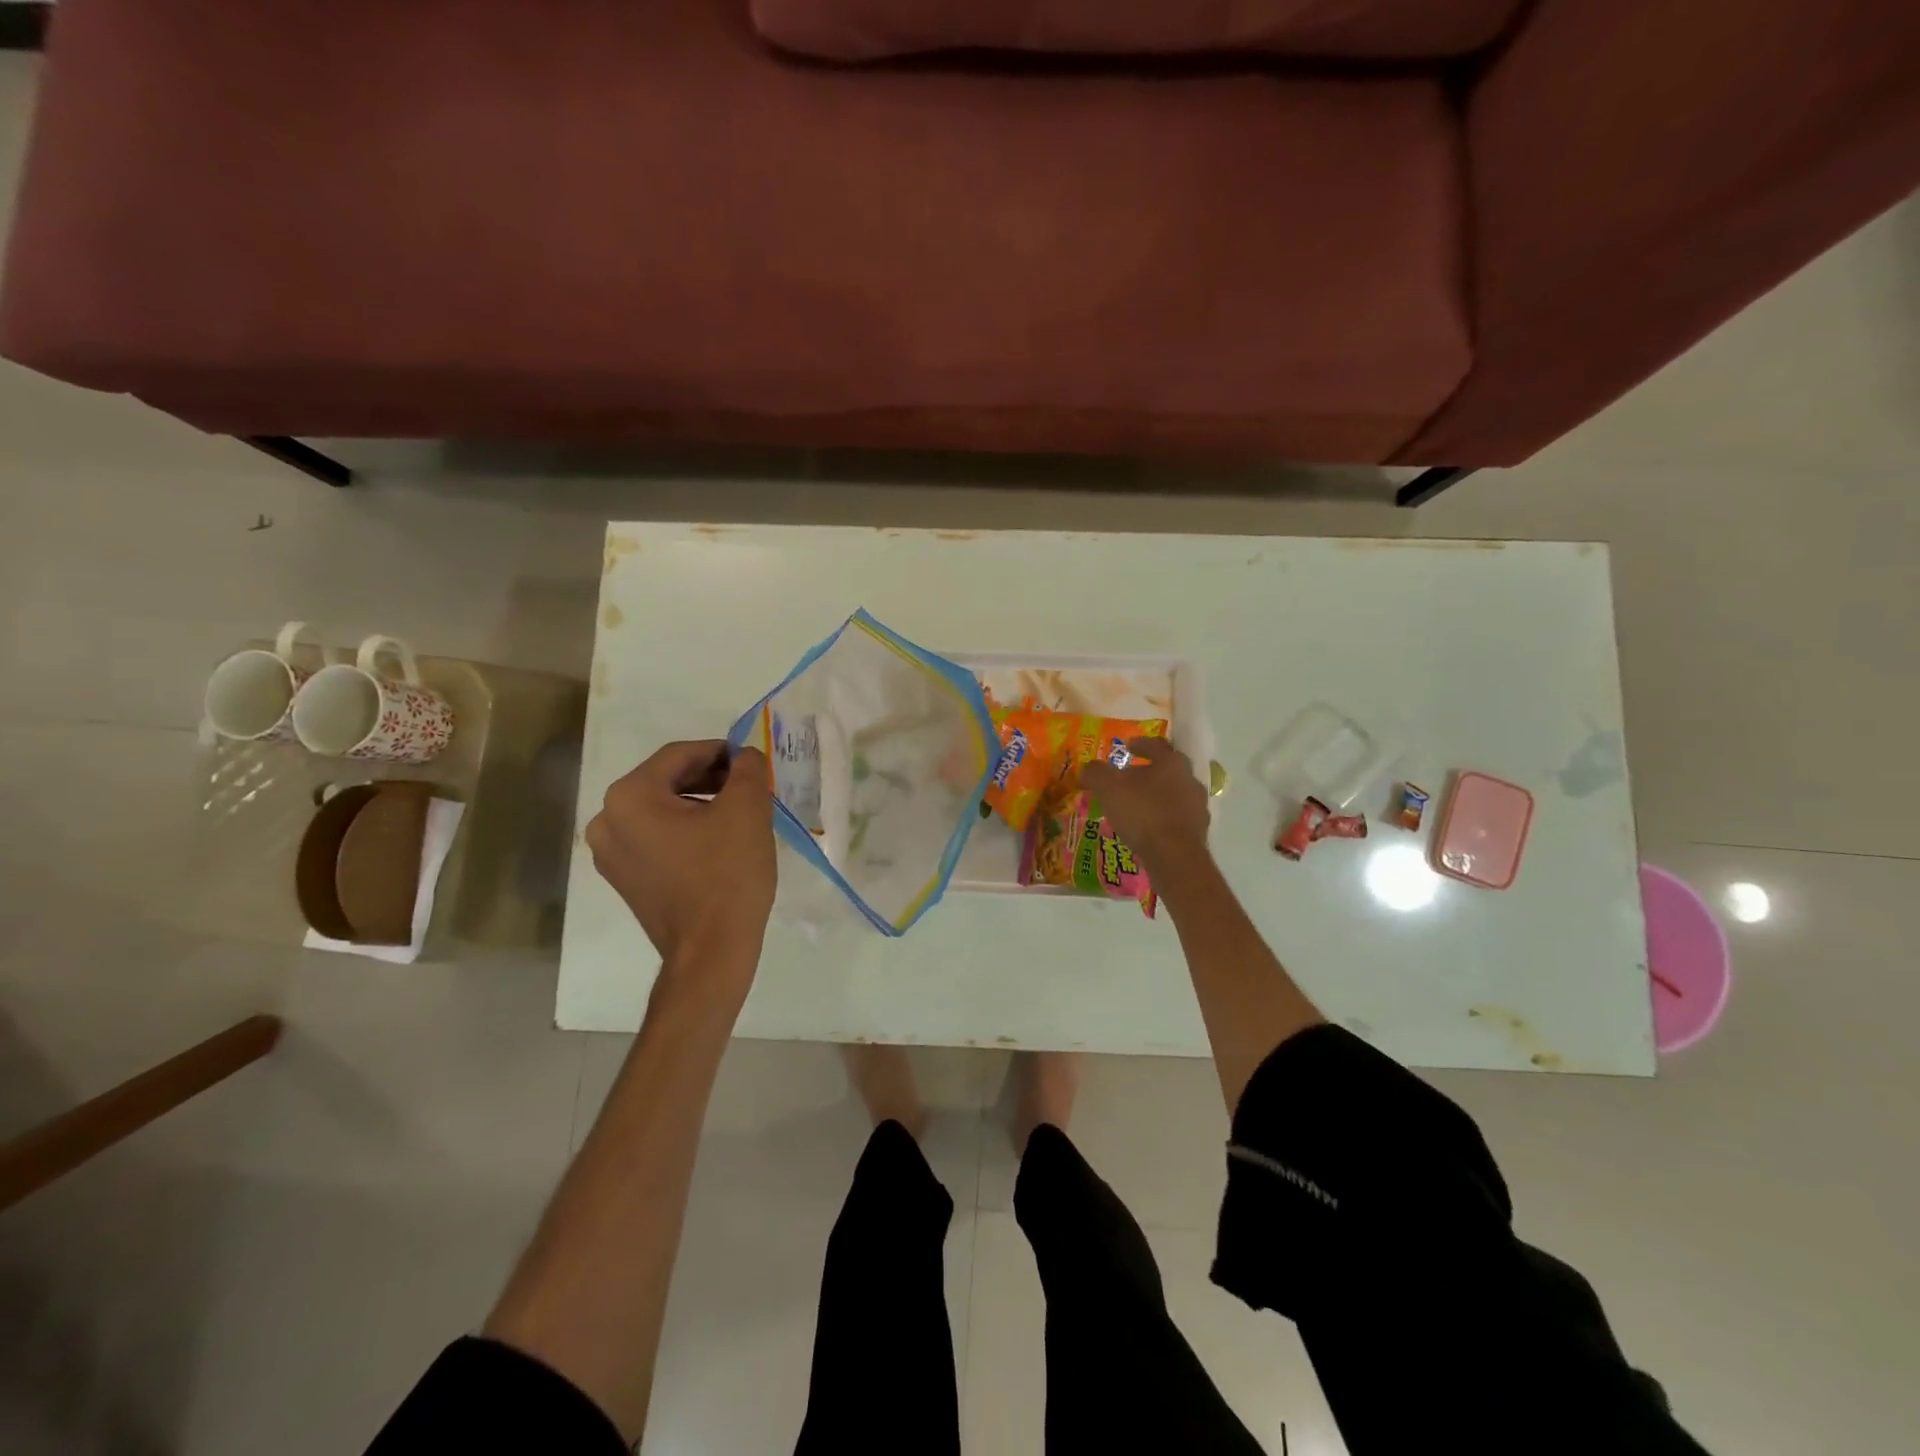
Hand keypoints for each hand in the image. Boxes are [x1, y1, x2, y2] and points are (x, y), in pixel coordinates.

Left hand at [586, 741, 776, 979]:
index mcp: (629, 798)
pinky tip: (716, 840)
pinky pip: (656, 837)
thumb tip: (744, 756)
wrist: (711, 951)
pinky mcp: (624, 878)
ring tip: (737, 812)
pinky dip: (685, 829)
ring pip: (661, 809)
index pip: (679, 755)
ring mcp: (610, 854)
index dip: (719, 751)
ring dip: (699, 802)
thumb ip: (747, 768)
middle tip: (747, 784)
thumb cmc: (727, 874)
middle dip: (709, 777)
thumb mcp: (748, 809)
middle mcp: (607, 821)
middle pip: (666, 780)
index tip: (750, 760)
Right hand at [1080, 737, 1212, 875]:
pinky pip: (1177, 818)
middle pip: (1168, 770)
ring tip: (1136, 805)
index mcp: (1172, 763)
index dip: (1140, 744)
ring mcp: (1198, 807)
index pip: (1156, 745)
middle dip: (1149, 771)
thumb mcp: (1109, 788)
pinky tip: (1148, 828)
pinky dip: (1162, 818)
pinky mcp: (1199, 831)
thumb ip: (1096, 773)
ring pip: (1174, 794)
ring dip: (1157, 796)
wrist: (1175, 857)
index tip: (1128, 747)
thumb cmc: (1142, 813)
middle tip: (1129, 777)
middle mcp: (1190, 780)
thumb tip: (1088, 769)